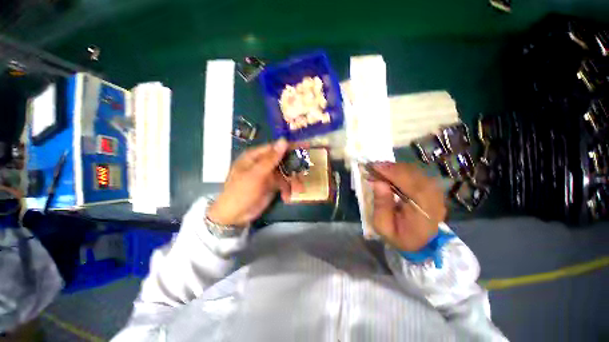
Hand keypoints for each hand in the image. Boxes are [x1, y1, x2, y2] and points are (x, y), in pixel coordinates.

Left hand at [207, 139, 302, 226]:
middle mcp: (263, 163)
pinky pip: (284, 184)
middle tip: (305, 173)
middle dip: (295, 168)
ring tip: (298, 190)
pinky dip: (287, 189)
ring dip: (293, 181)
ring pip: (286, 173)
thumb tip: (284, 140)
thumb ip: (271, 158)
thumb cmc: (241, 192)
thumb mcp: (256, 174)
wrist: (235, 216)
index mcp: (255, 156)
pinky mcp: (272, 185)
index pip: (276, 147)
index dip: (291, 146)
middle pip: (283, 160)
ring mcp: (268, 174)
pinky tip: (287, 197)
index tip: (306, 147)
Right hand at [370, 163, 446, 251]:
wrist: (420, 244)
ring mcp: (436, 192)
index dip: (392, 173)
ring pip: (415, 171)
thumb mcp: (383, 226)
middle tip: (373, 167)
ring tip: (379, 170)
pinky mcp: (432, 189)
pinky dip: (401, 170)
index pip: (410, 184)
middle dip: (391, 168)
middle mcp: (434, 198)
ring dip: (395, 168)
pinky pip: (416, 174)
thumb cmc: (399, 237)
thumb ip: (381, 205)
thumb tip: (378, 182)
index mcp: (423, 211)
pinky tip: (390, 173)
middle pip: (414, 174)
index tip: (373, 167)